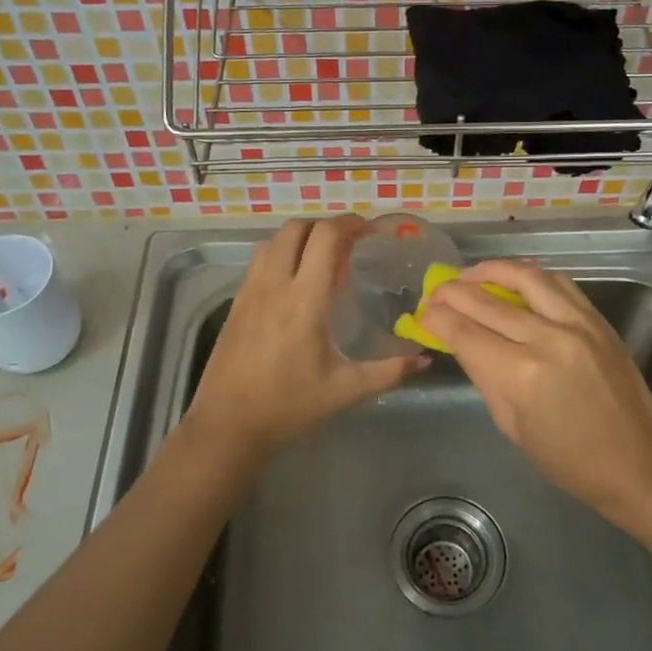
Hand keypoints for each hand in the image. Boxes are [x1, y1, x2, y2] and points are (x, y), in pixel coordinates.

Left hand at [183, 216, 422, 467]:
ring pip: (272, 241)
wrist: (227, 426)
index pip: (324, 238)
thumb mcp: (345, 390)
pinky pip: (259, 261)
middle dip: (325, 226)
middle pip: (296, 228)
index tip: (369, 230)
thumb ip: (389, 372)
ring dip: (299, 237)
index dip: (349, 224)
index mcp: (304, 301)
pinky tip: (294, 281)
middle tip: (349, 242)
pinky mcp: (236, 303)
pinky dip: (280, 254)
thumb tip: (424, 360)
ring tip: (321, 257)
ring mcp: (250, 292)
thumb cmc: (288, 407)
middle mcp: (274, 285)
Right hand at [418, 259, 651, 513]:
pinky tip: (514, 278)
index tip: (422, 312)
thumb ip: (484, 376)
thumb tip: (461, 342)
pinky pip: (559, 283)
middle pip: (488, 302)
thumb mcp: (512, 425)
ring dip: (492, 270)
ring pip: (526, 277)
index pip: (465, 333)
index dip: (437, 319)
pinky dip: (530, 275)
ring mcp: (577, 324)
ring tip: (470, 274)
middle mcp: (547, 339)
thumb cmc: (568, 460)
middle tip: (436, 291)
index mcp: (521, 375)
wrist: (638, 461)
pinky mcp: (597, 319)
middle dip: (454, 292)